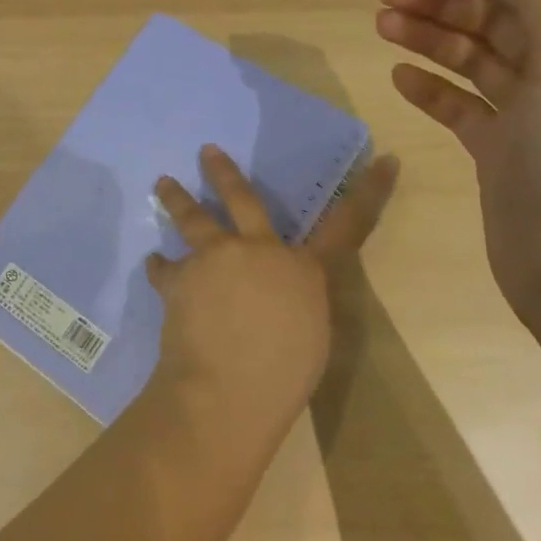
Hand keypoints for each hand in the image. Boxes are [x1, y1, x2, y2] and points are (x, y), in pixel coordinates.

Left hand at [146, 145, 396, 444]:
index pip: (347, 226)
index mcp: (302, 269)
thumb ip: (297, 298)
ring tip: (162, 183)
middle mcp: (257, 251)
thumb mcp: (311, 334)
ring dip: (176, 198)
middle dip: (223, 172)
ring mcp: (214, 259)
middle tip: (207, 150)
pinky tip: (154, 265)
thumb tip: (279, 288)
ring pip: (191, 218)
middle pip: (241, 198)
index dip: (369, 192)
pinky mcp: (179, 278)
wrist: (227, 389)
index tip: (386, 161)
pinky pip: (165, 268)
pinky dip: (160, 267)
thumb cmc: (282, 375)